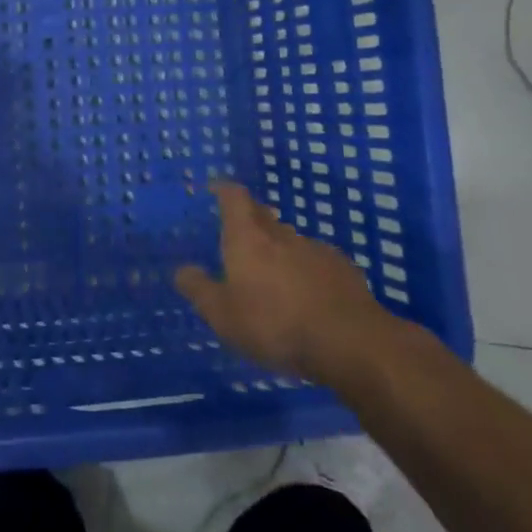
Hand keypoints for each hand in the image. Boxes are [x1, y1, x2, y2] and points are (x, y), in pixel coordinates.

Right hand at [174, 180, 400, 385]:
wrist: (350, 342)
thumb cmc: (274, 324)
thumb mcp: (223, 315)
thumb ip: (199, 290)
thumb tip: (182, 270)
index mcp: (247, 238)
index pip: (234, 199)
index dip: (224, 190)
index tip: (216, 188)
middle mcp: (281, 235)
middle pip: (264, 214)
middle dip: (251, 218)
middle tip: (241, 231)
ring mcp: (316, 250)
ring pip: (291, 239)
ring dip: (279, 247)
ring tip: (273, 271)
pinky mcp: (344, 271)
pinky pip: (317, 261)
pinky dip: (306, 269)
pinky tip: (308, 293)